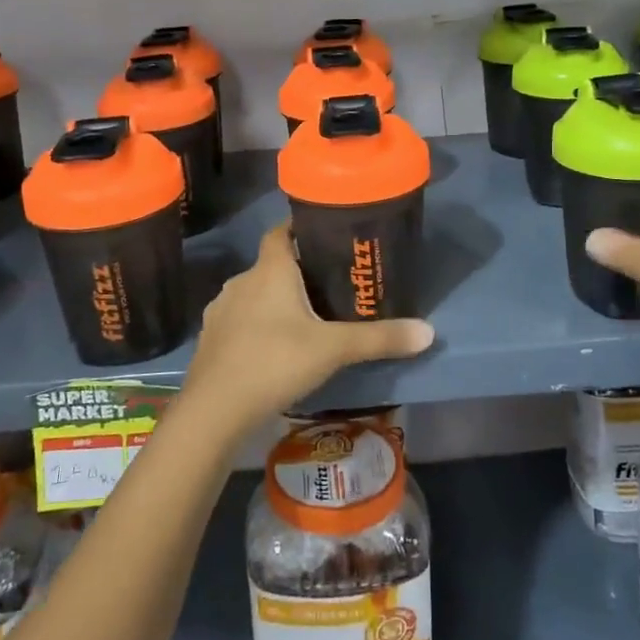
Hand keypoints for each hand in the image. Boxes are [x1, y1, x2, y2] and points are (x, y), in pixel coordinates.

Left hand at [179, 223, 434, 438]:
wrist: (214, 410)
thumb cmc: (275, 362)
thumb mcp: (334, 349)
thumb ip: (379, 339)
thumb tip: (428, 331)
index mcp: (270, 271)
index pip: (281, 232)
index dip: (299, 228)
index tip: (323, 233)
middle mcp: (241, 282)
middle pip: (271, 265)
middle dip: (296, 272)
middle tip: (327, 285)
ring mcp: (221, 311)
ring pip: (253, 295)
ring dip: (273, 301)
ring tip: (303, 319)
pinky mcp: (210, 339)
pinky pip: (238, 321)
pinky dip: (255, 326)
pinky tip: (272, 349)